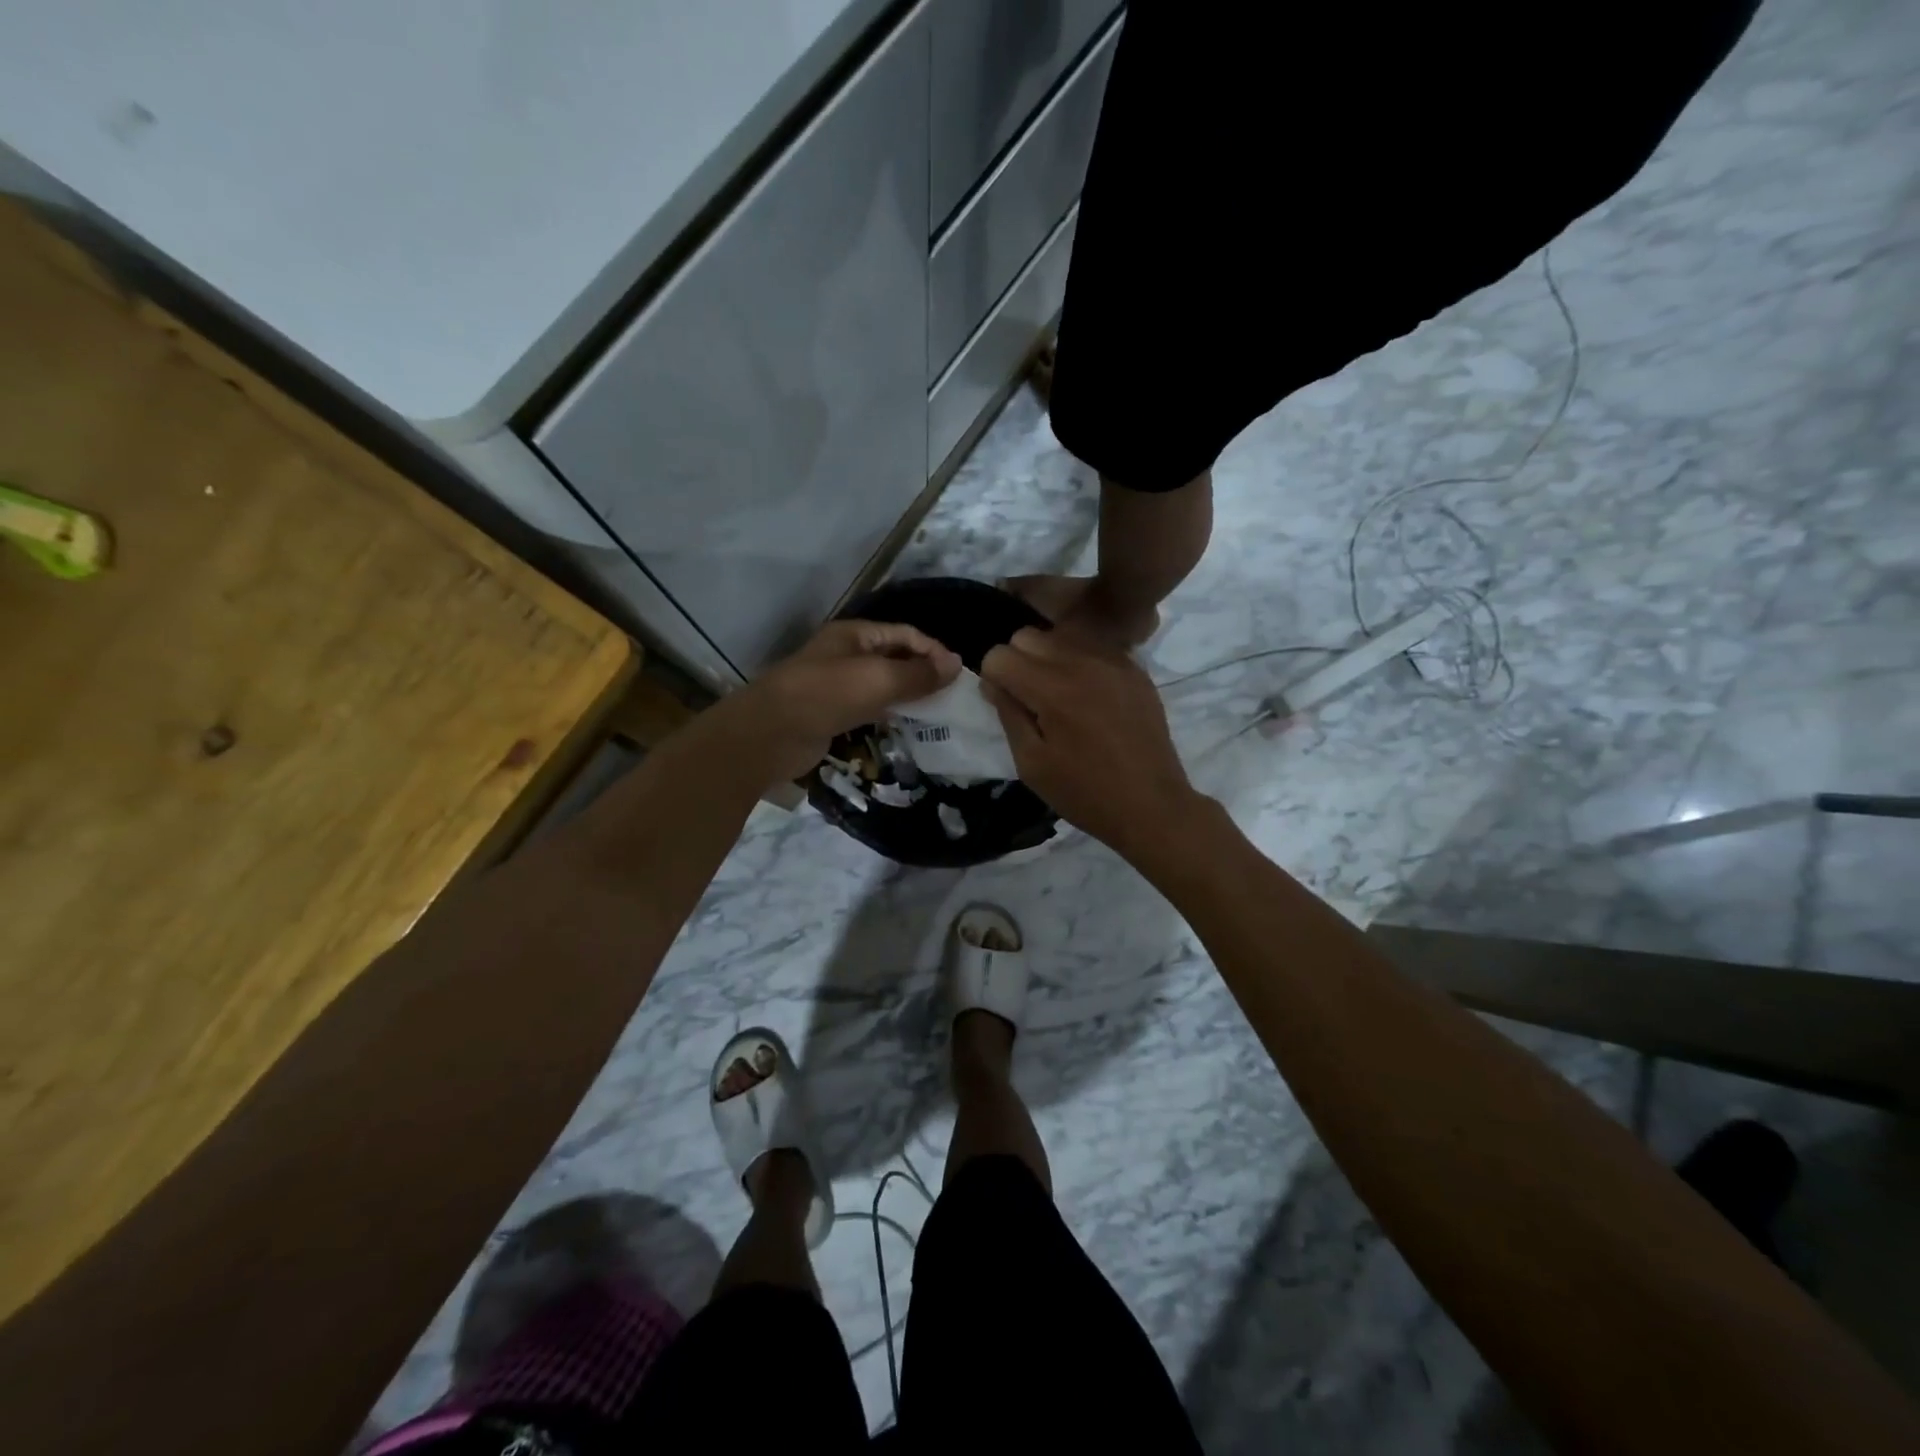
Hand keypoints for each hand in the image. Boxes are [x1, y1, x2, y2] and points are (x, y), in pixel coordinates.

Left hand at [735, 620, 960, 781]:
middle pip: (894, 657)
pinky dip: (890, 714)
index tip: (958, 675)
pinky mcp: (832, 713)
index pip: (905, 634)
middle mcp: (846, 654)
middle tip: (952, 697)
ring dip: (908, 696)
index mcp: (855, 634)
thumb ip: (919, 674)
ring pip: (882, 685)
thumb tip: (956, 664)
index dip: (933, 650)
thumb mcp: (878, 679)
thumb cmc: (826, 695)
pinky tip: (908, 727)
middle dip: (923, 673)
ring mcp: (837, 685)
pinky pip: (869, 708)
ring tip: (938, 713)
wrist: (770, 734)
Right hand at [980, 628, 1203, 856]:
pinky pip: (1093, 647)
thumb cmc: (1085, 793)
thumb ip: (1008, 714)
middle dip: (1017, 662)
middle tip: (1029, 699)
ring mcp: (1113, 660)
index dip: (993, 679)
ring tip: (1059, 695)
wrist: (1152, 805)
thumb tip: (994, 682)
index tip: (1004, 704)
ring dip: (1048, 658)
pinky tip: (1089, 696)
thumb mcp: (1032, 764)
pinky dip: (1080, 662)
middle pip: (1027, 635)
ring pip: (1061, 635)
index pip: (1000, 655)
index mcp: (1052, 688)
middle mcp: (1082, 661)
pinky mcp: (1135, 668)